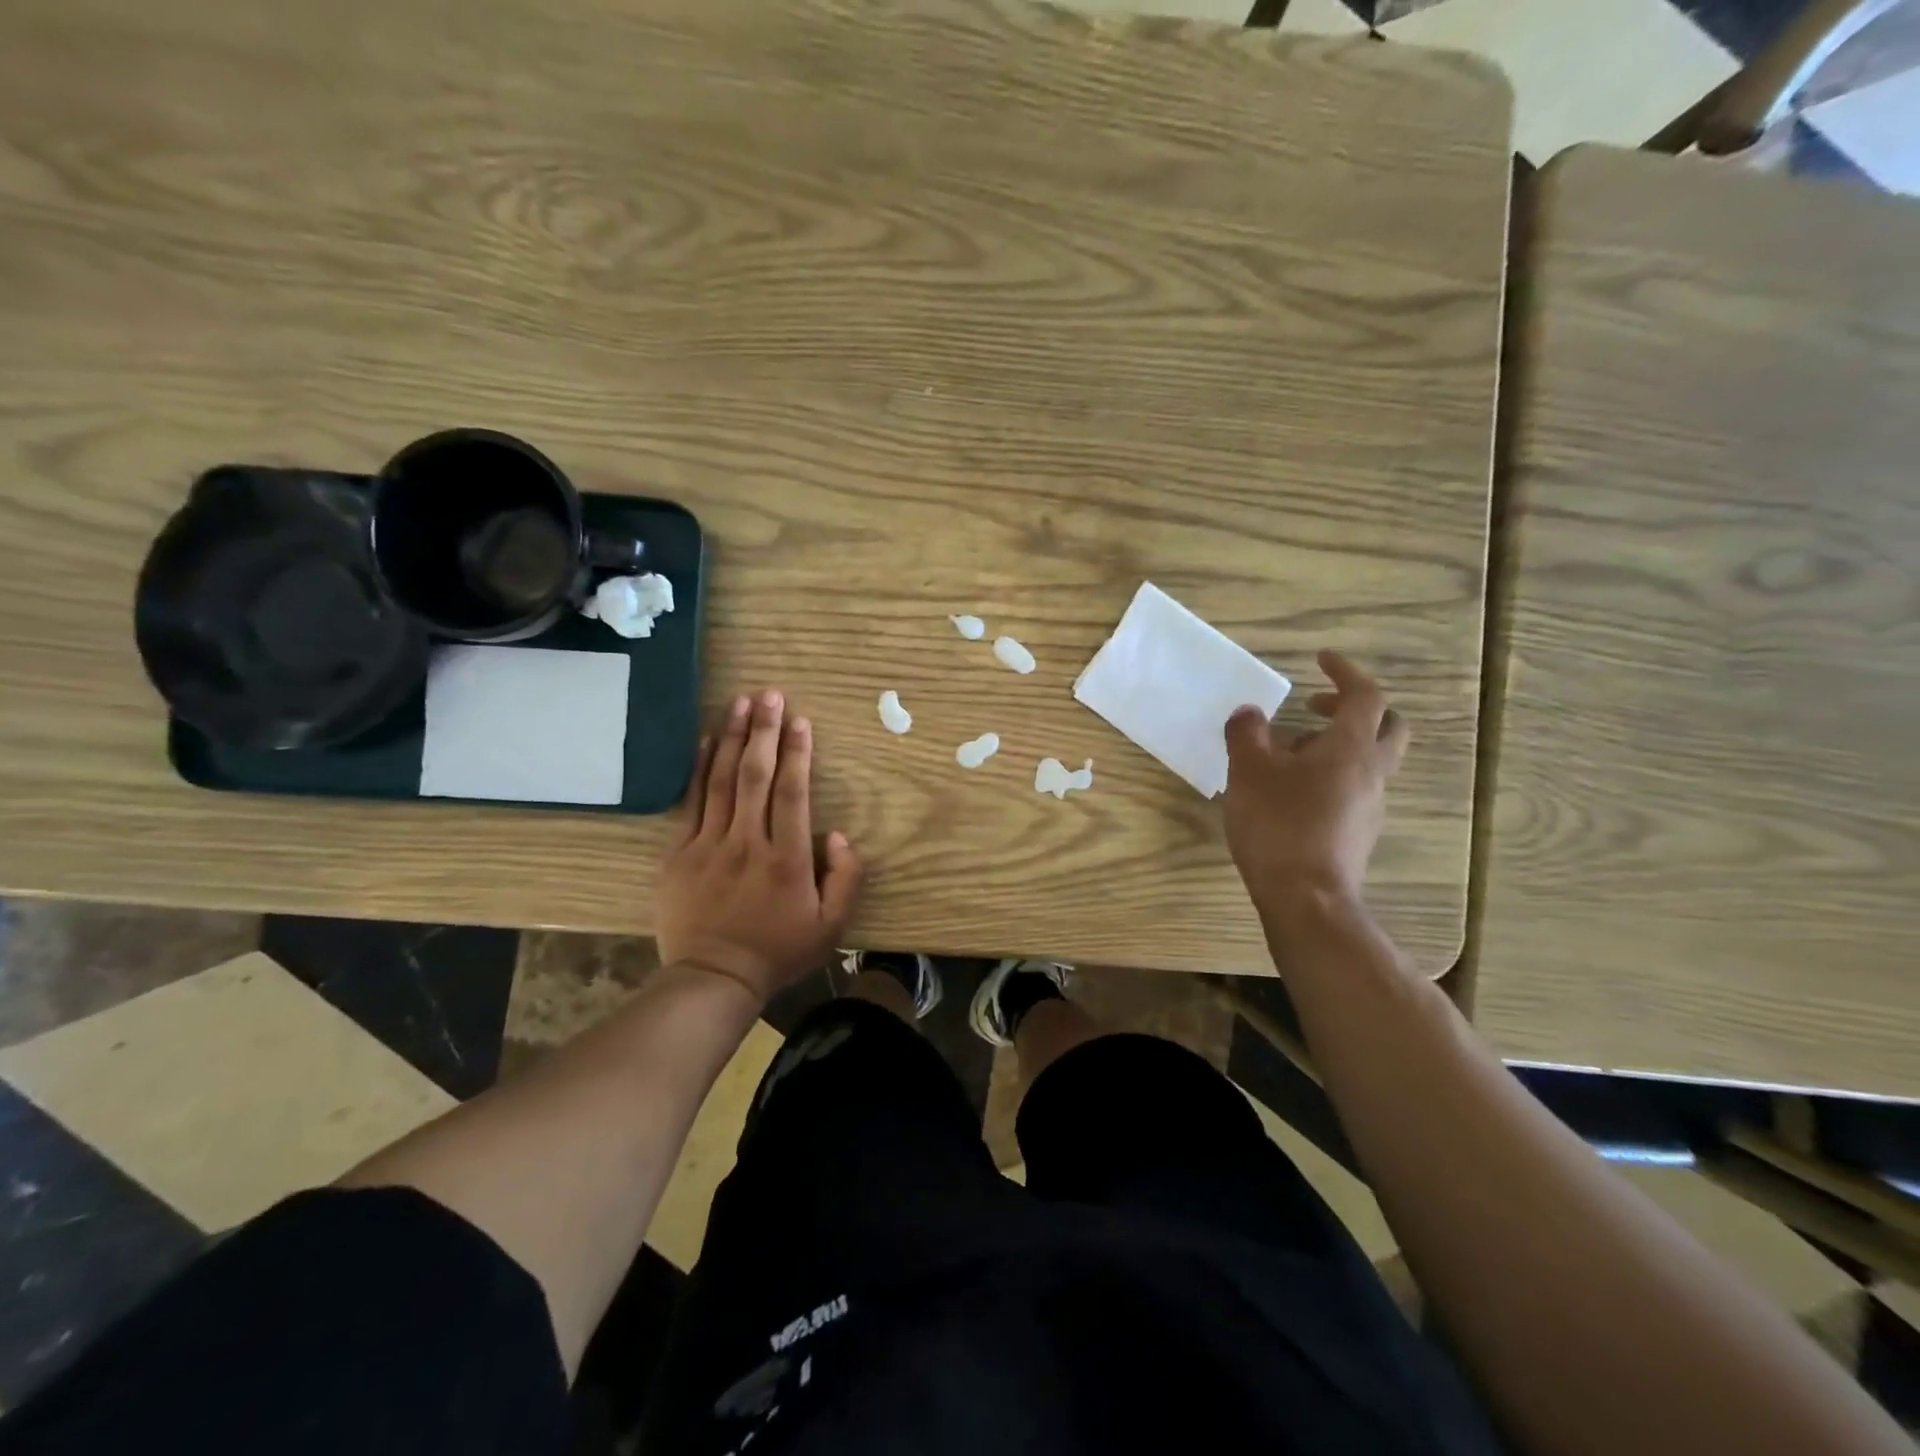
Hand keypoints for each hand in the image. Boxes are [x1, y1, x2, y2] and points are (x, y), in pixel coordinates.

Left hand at [655, 689, 863, 1006]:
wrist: (713, 979)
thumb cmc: (778, 951)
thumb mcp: (831, 926)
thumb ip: (845, 879)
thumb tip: (838, 835)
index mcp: (787, 860)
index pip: (792, 794)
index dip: (797, 754)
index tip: (799, 720)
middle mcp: (747, 843)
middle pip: (755, 776)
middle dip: (763, 731)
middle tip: (769, 694)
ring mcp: (708, 846)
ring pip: (721, 781)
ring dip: (731, 738)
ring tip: (739, 702)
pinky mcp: (679, 854)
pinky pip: (690, 802)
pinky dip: (698, 769)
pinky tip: (704, 741)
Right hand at [1223, 650, 1409, 920]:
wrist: (1306, 898)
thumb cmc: (1279, 825)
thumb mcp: (1249, 772)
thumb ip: (1247, 734)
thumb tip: (1249, 713)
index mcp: (1351, 748)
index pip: (1365, 695)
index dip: (1345, 672)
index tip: (1320, 660)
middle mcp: (1371, 772)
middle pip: (1387, 726)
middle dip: (1355, 708)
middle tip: (1315, 707)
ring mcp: (1370, 806)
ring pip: (1369, 760)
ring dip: (1336, 744)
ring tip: (1286, 754)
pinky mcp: (1358, 833)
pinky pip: (1354, 788)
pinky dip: (1330, 775)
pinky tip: (1291, 792)